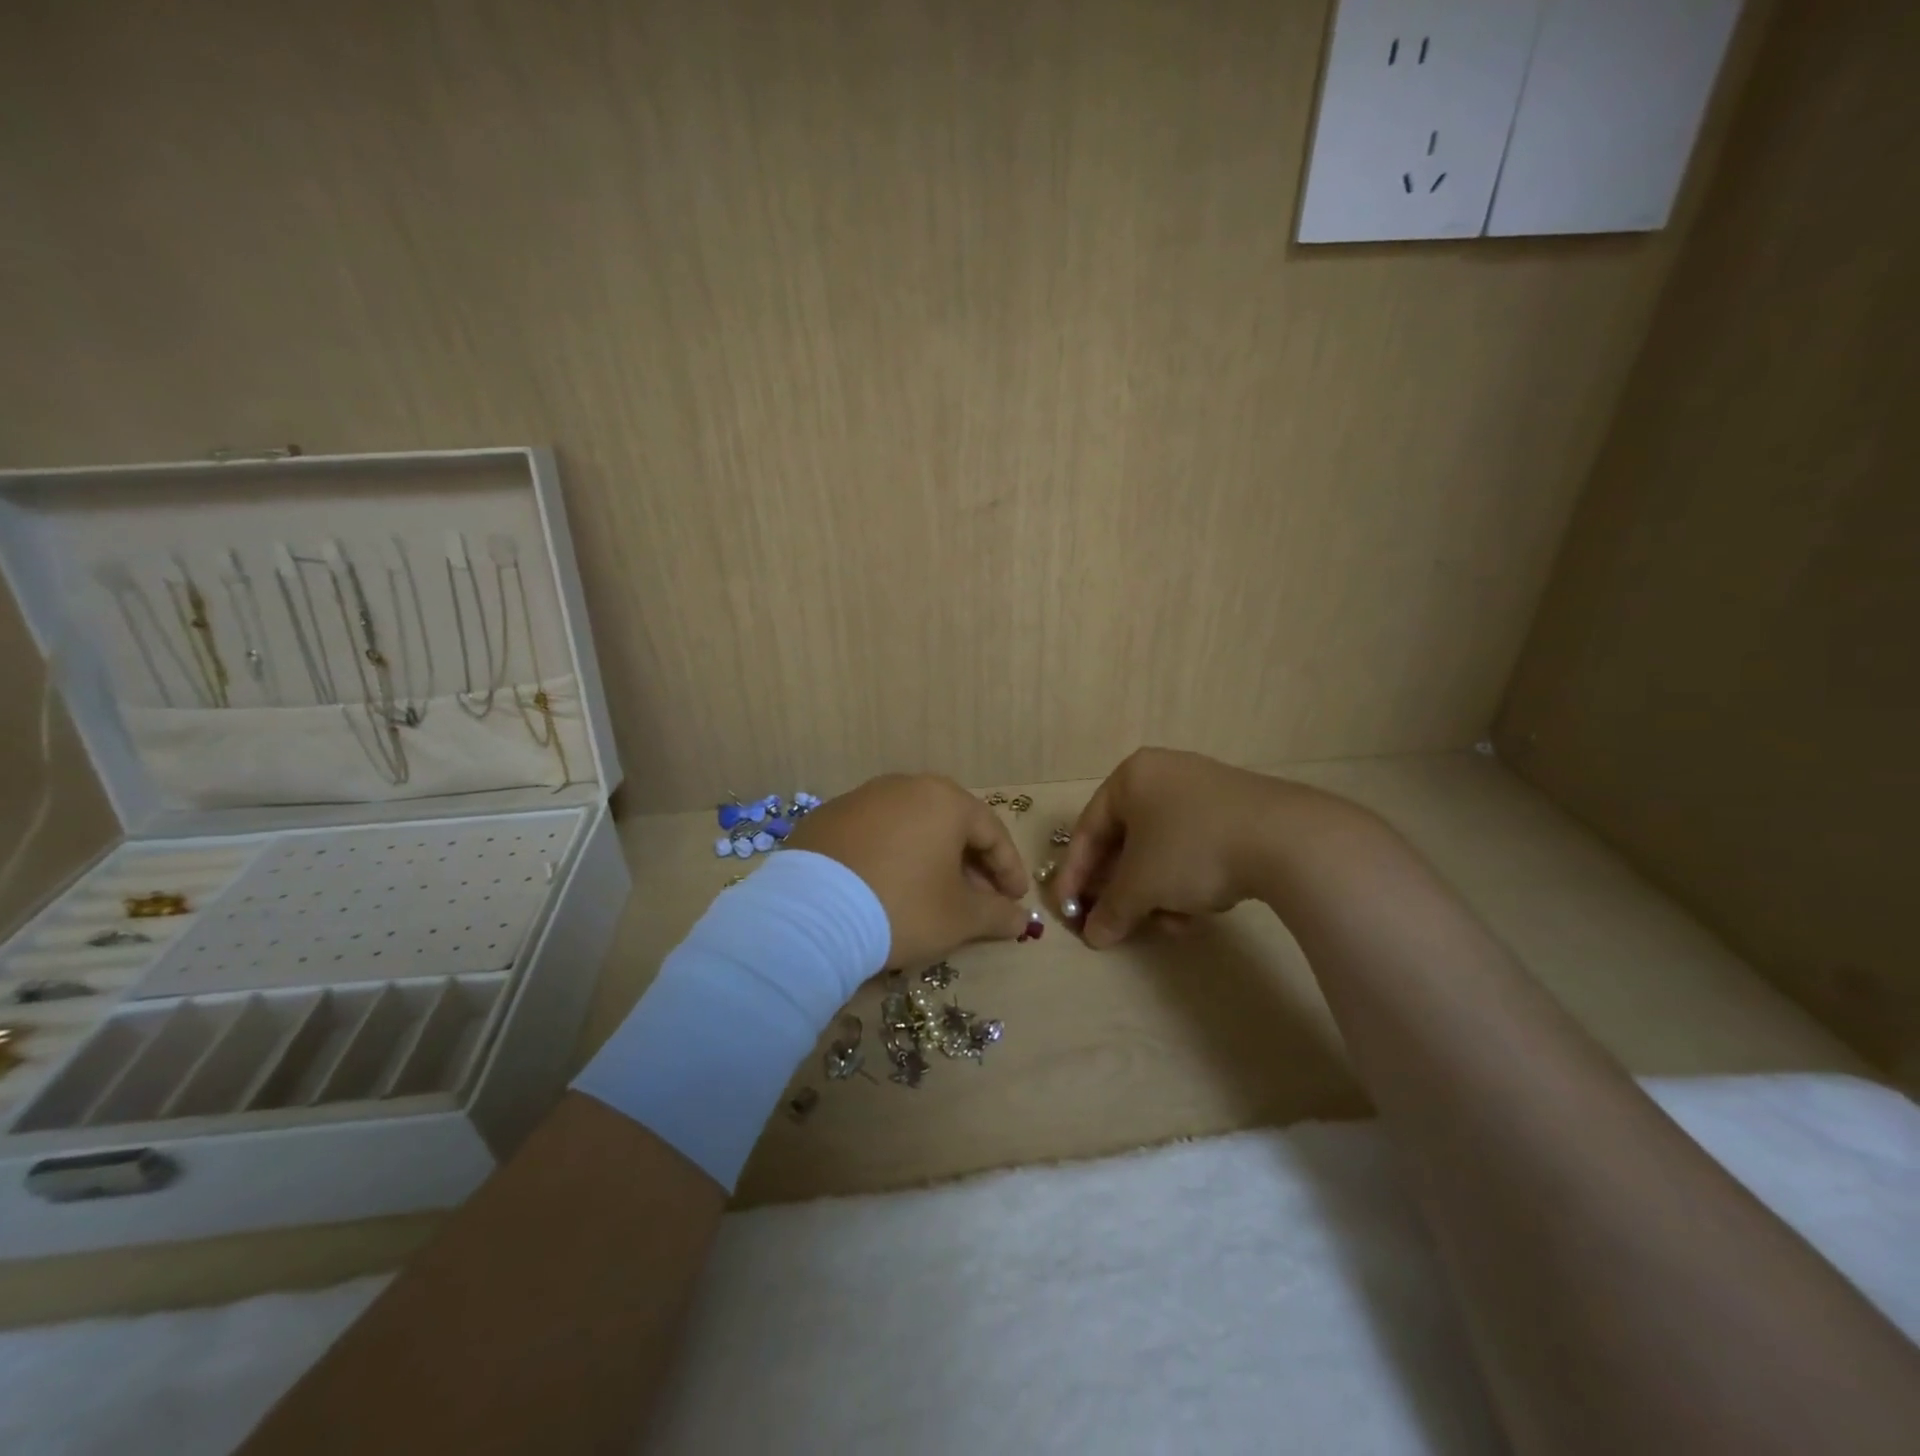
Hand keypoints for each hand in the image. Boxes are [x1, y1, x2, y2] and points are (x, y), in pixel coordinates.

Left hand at [788, 773, 1032, 966]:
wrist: (809, 915)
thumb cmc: (902, 907)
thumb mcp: (959, 918)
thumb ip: (997, 914)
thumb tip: (1020, 919)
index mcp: (944, 800)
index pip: (991, 832)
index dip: (1009, 869)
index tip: (1016, 900)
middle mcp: (904, 786)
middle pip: (950, 825)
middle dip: (969, 864)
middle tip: (978, 900)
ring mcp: (860, 798)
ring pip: (911, 827)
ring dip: (930, 858)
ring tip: (932, 895)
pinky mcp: (826, 818)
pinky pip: (874, 835)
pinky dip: (890, 857)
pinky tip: (886, 887)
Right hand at [1055, 748, 1349, 947]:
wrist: (1287, 839)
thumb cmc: (1192, 849)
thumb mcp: (1142, 884)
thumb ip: (1111, 909)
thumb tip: (1094, 936)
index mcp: (1131, 777)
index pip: (1088, 830)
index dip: (1074, 876)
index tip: (1067, 912)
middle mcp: (1164, 774)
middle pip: (1126, 841)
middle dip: (1121, 889)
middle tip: (1114, 922)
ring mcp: (1204, 790)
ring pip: (1161, 849)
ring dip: (1156, 891)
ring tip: (1170, 923)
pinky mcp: (1236, 811)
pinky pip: (1194, 847)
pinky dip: (1187, 880)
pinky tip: (1199, 910)